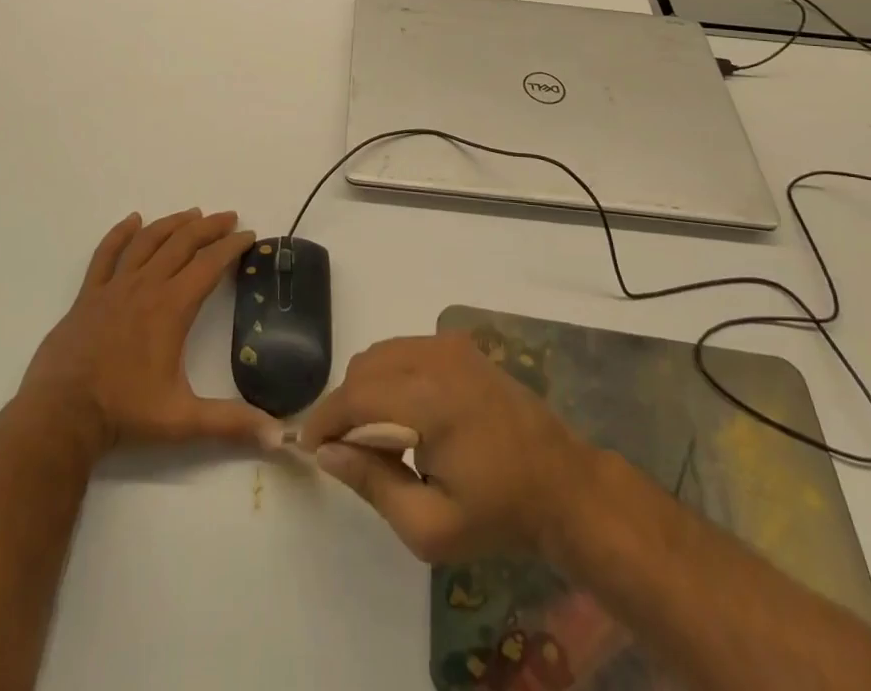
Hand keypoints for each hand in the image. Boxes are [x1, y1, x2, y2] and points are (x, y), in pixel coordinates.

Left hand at [18, 209, 277, 457]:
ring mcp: (114, 287)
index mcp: (172, 307)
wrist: (61, 415)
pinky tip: (133, 220)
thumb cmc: (124, 412)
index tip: (249, 235)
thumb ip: (231, 423)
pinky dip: (120, 233)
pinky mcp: (89, 295)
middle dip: (209, 227)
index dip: (232, 247)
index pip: (210, 264)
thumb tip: (279, 435)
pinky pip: (106, 254)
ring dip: (172, 224)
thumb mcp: (183, 420)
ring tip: (192, 213)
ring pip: (148, 241)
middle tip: (228, 217)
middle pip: (182, 243)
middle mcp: (146, 286)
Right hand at [300, 333, 596, 562]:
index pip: (356, 395)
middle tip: (345, 450)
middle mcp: (436, 357)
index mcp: (430, 399)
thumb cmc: (498, 514)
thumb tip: (326, 453)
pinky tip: (403, 413)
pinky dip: (389, 374)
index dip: (325, 419)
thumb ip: (372, 484)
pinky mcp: (460, 344)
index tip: (308, 446)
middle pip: (364, 367)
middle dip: (344, 405)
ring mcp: (450, 345)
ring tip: (374, 434)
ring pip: (382, 353)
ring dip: (365, 387)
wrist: (562, 484)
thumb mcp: (430, 527)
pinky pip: (405, 349)